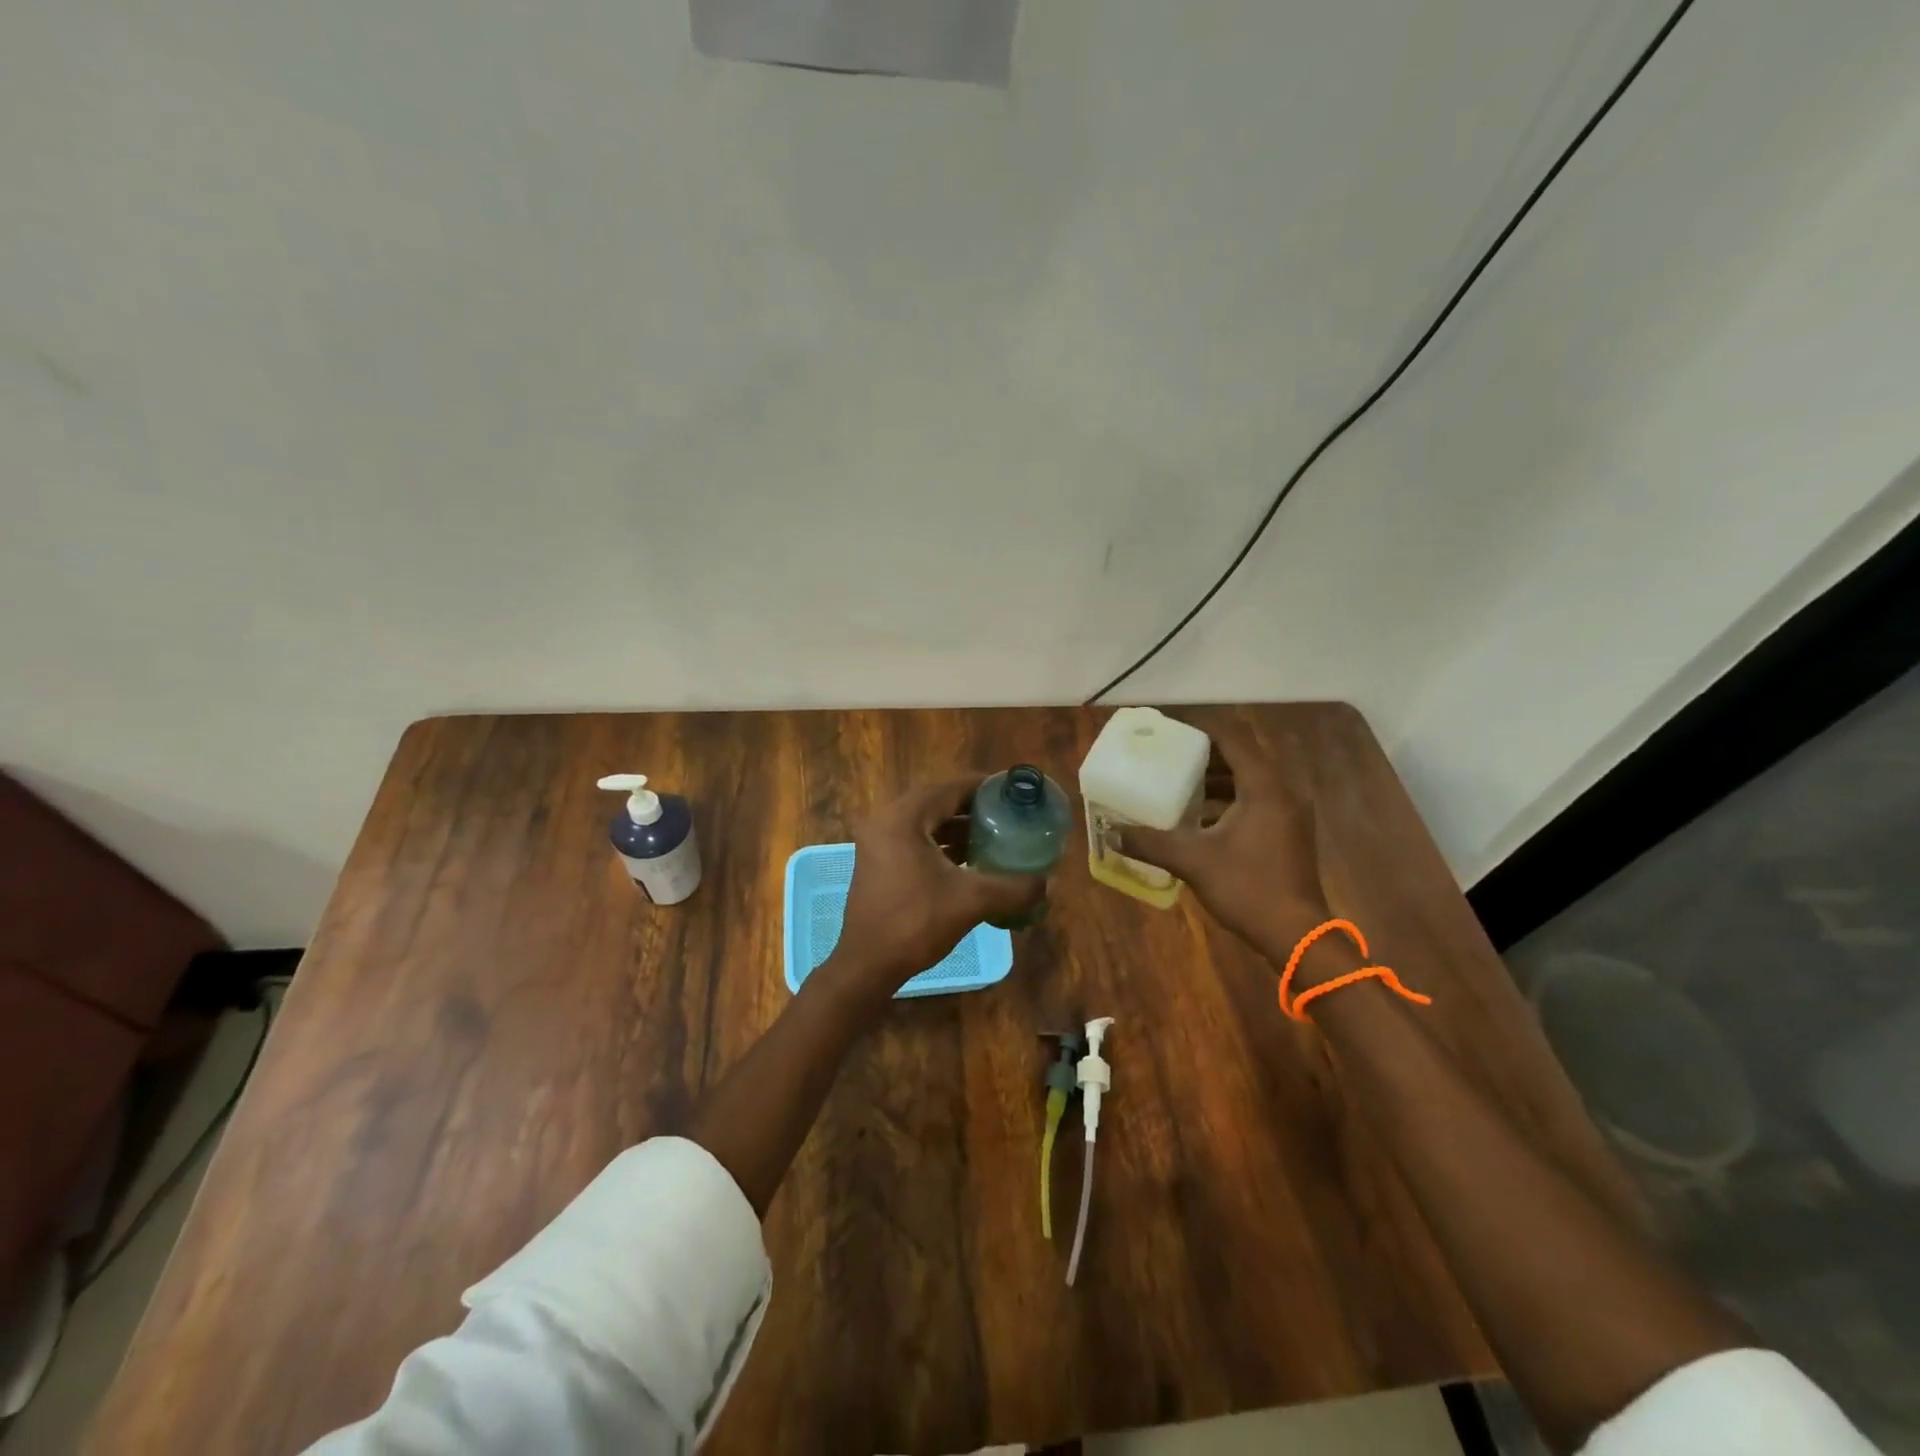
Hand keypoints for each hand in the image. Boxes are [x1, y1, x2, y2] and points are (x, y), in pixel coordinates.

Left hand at [822, 776, 1045, 1006]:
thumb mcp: (971, 901)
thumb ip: (1013, 888)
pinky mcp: (878, 861)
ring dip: (957, 827)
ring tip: (994, 836)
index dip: (984, 787)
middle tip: (1007, 814)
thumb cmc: (915, 923)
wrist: (867, 965)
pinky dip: (941, 843)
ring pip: (926, 822)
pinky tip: (969, 860)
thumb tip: (1050, 882)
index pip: (950, 788)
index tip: (1013, 792)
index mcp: (903, 818)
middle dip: (973, 808)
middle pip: (938, 801)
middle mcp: (886, 820)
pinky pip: (915, 839)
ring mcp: (878, 841)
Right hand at [1117, 715, 1327, 963]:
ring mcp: (1290, 813)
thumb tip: (1110, 833)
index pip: (1233, 740)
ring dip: (1218, 778)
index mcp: (1264, 788)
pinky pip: (1257, 800)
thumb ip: (1151, 842)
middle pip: (1242, 757)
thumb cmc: (1248, 888)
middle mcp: (1283, 791)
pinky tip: (1201, 817)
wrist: (1297, 935)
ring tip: (1180, 783)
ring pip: (1250, 780)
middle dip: (1206, 754)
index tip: (1171, 729)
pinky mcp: (1289, 831)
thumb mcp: (1193, 861)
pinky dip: (1230, 799)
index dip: (1202, 730)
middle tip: (1170, 755)